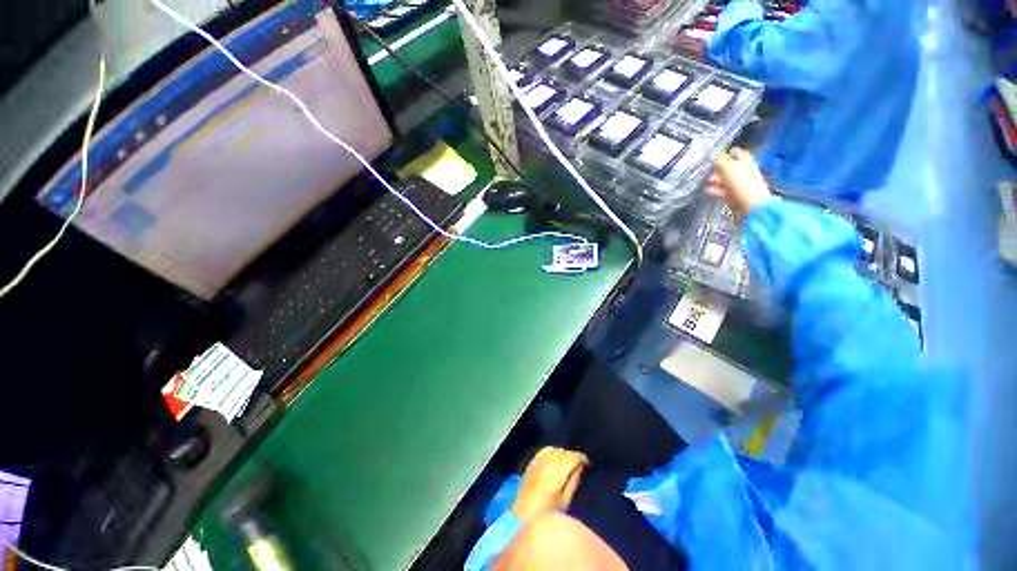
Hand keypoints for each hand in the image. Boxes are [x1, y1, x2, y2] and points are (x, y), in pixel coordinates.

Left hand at [512, 447, 588, 522]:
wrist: (523, 517)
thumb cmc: (548, 513)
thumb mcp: (566, 500)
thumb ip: (574, 481)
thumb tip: (580, 467)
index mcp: (557, 470)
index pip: (573, 456)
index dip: (582, 459)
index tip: (587, 466)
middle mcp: (547, 461)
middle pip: (564, 452)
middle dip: (573, 457)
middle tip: (578, 467)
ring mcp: (537, 461)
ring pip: (554, 449)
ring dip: (562, 454)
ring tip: (567, 464)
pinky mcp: (531, 463)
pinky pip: (544, 451)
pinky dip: (551, 453)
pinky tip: (553, 461)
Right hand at [707, 148, 772, 221]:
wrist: (750, 208)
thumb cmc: (741, 185)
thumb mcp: (728, 169)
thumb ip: (720, 161)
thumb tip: (714, 157)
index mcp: (746, 163)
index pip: (737, 153)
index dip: (727, 153)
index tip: (715, 156)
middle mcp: (743, 172)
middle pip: (729, 167)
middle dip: (717, 169)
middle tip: (709, 171)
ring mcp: (739, 185)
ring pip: (724, 180)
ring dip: (715, 180)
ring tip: (708, 182)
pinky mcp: (734, 196)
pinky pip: (722, 191)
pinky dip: (715, 190)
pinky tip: (709, 191)